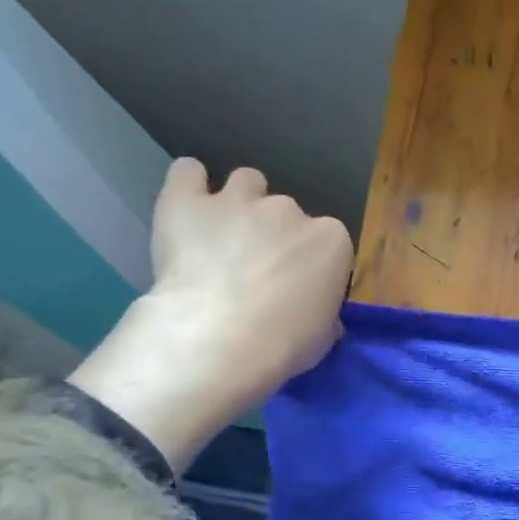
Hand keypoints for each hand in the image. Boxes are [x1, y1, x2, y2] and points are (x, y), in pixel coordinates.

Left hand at [69, 159, 352, 470]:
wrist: (219, 341)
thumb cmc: (284, 346)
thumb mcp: (323, 336)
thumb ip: (323, 312)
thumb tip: (317, 314)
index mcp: (331, 240)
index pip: (327, 242)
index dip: (311, 263)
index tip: (298, 287)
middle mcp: (289, 210)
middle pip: (287, 212)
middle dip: (275, 235)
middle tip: (257, 270)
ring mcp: (238, 200)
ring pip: (246, 182)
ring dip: (240, 203)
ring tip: (224, 235)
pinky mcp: (187, 202)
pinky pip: (187, 173)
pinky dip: (189, 185)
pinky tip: (189, 206)